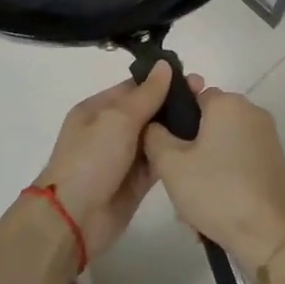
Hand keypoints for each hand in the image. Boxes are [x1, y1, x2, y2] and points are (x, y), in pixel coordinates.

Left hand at [32, 62, 206, 261]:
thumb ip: (146, 94)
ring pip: (155, 136)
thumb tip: (164, 65)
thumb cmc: (91, 160)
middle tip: (208, 97)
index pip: (134, 88)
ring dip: (178, 128)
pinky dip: (174, 154)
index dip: (162, 81)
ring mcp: (123, 157)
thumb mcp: (117, 120)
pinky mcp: (135, 182)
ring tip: (210, 120)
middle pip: (147, 111)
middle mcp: (110, 130)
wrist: (74, 218)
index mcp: (97, 109)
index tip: (194, 78)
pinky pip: (158, 161)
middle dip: (174, 104)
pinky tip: (200, 146)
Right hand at [142, 88, 284, 269]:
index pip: (191, 97)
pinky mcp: (276, 162)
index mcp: (228, 103)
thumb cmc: (215, 191)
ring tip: (194, 205)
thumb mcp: (170, 164)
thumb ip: (154, 135)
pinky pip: (239, 162)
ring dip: (205, 169)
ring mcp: (268, 138)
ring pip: (222, 146)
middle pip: (208, 123)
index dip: (175, 122)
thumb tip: (154, 124)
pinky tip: (216, 208)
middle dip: (190, 151)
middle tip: (178, 182)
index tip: (167, 151)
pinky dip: (225, 179)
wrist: (267, 236)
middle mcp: (252, 112)